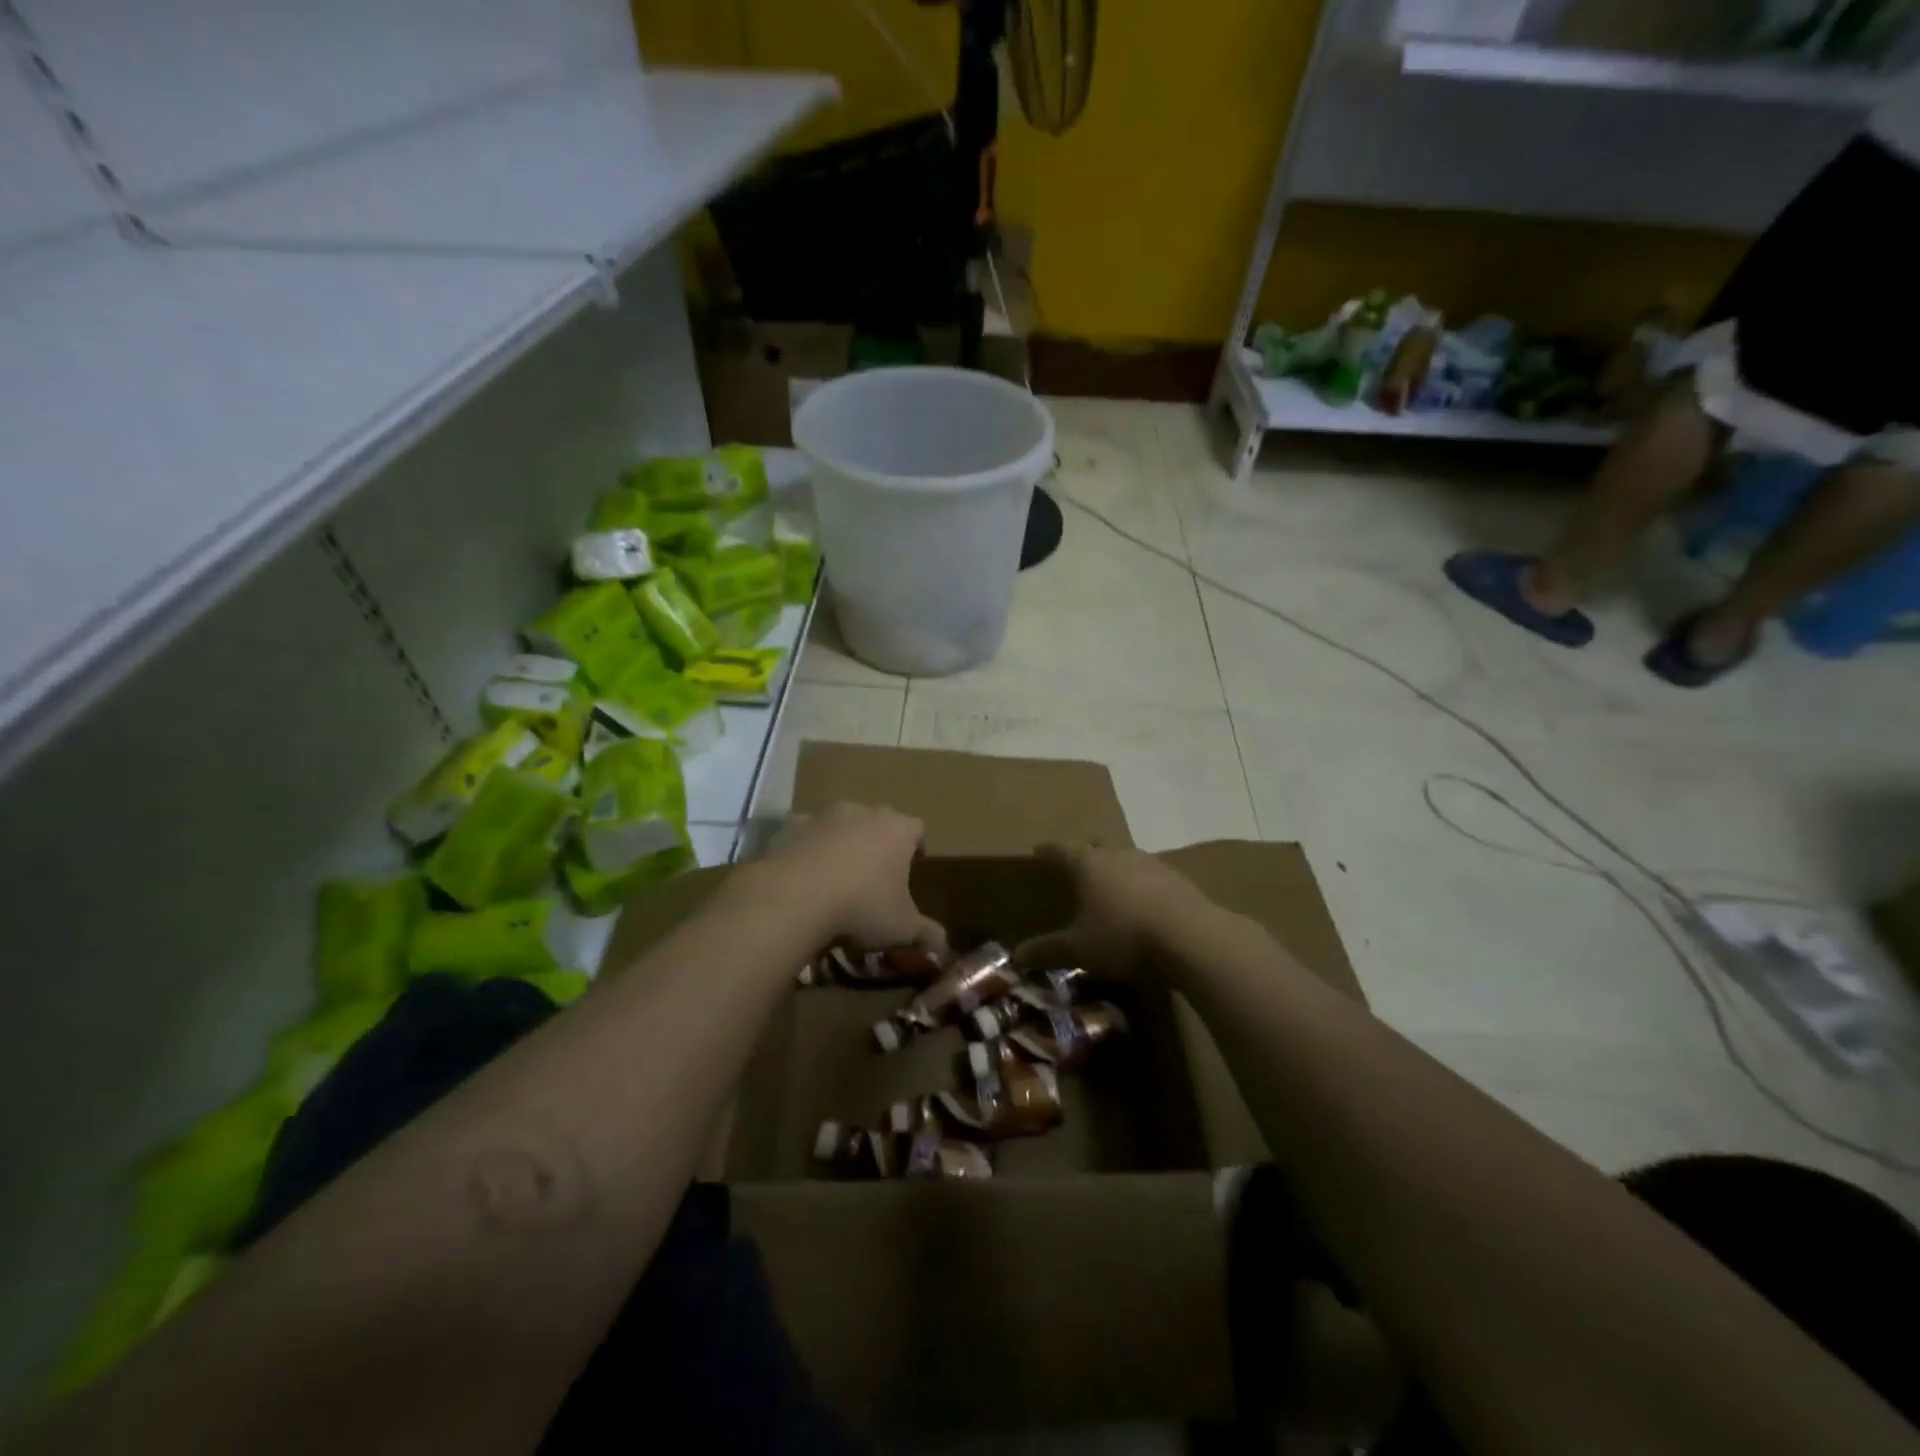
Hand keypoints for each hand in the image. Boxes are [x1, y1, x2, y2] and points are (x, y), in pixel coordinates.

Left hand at [761, 803, 945, 950]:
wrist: (795, 896)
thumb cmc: (862, 906)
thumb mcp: (903, 929)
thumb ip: (928, 935)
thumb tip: (945, 949)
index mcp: (898, 829)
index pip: (918, 829)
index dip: (916, 848)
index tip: (911, 871)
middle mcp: (864, 812)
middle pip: (878, 821)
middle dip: (878, 843)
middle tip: (873, 876)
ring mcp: (824, 815)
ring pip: (840, 824)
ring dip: (840, 842)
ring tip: (835, 877)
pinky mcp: (790, 825)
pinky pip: (804, 834)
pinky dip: (805, 848)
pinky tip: (801, 876)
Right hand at [1015, 843, 1207, 980]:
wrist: (1191, 938)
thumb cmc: (1124, 937)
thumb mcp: (1079, 950)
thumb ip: (1048, 950)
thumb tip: (1017, 955)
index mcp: (1088, 864)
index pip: (1060, 850)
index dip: (1047, 851)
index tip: (1037, 851)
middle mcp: (1117, 854)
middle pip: (1094, 848)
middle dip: (1083, 856)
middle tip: (1074, 868)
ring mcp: (1150, 863)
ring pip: (1124, 860)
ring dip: (1114, 870)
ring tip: (1109, 888)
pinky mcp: (1177, 878)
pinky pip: (1149, 876)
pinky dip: (1140, 886)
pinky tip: (1142, 904)